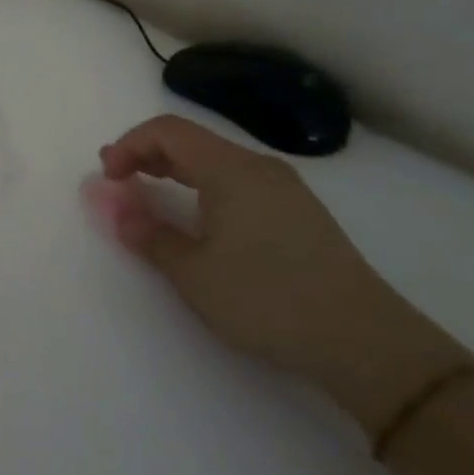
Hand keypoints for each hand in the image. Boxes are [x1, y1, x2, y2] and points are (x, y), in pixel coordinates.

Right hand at [99, 115, 473, 436]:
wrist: (366, 342)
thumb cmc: (268, 299)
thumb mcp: (194, 273)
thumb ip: (150, 235)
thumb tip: (117, 210)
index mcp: (231, 170)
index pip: (168, 131)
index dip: (129, 145)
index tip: (107, 176)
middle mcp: (259, 167)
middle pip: (192, 140)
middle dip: (148, 153)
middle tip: (118, 178)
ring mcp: (285, 189)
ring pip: (216, 160)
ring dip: (175, 170)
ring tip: (150, 194)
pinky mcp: (300, 213)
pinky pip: (238, 181)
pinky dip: (203, 186)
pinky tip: (199, 216)